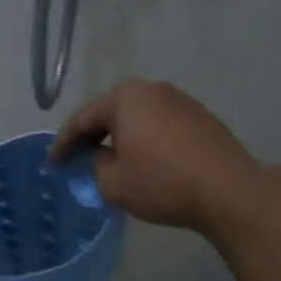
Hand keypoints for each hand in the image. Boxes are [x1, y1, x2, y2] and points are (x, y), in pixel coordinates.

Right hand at [49, 80, 263, 233]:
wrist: (228, 191)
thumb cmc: (162, 183)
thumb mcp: (113, 183)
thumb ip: (96, 165)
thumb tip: (103, 156)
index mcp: (125, 98)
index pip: (83, 119)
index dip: (64, 143)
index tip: (52, 163)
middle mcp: (152, 89)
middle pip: (111, 112)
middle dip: (92, 135)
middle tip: (76, 157)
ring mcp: (181, 100)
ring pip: (138, 117)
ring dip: (121, 136)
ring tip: (110, 159)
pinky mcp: (201, 117)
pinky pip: (161, 125)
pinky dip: (146, 139)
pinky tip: (144, 159)